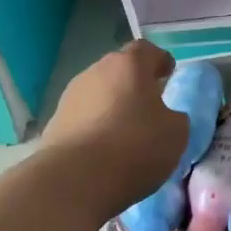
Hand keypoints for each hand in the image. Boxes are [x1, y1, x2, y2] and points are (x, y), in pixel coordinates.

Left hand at [43, 40, 188, 216]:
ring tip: (124, 133)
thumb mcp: (176, 133)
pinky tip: (102, 152)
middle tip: (147, 105)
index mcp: (129, 64)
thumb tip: (165, 117)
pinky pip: (82, 119)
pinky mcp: (54, 124)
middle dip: (133, 84)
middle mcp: (96, 71)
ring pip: (98, 94)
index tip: (167, 75)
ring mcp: (70, 97)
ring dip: (111, 106)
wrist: (74, 180)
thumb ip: (174, 117)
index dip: (159, 61)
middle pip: (119, 70)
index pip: (146, 50)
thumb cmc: (134, 146)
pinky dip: (94, 128)